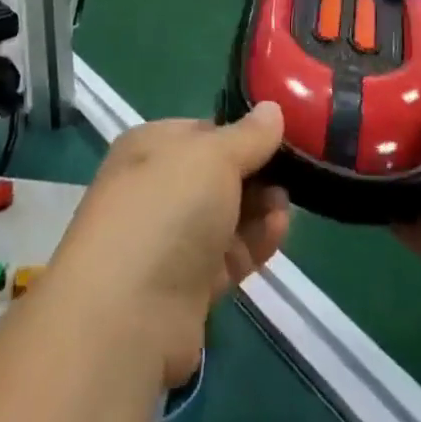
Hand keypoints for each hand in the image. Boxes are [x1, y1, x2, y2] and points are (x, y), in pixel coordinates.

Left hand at [46, 104, 289, 386]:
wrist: (129, 312)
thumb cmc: (168, 207)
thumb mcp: (214, 155)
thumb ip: (249, 135)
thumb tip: (273, 109)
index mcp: (150, 146)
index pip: (202, 130)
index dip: (239, 131)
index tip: (279, 135)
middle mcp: (157, 189)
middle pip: (216, 174)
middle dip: (254, 171)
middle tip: (291, 171)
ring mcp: (170, 240)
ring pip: (225, 215)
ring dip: (259, 207)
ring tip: (286, 202)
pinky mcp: (188, 287)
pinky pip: (229, 254)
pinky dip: (255, 242)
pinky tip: (280, 229)